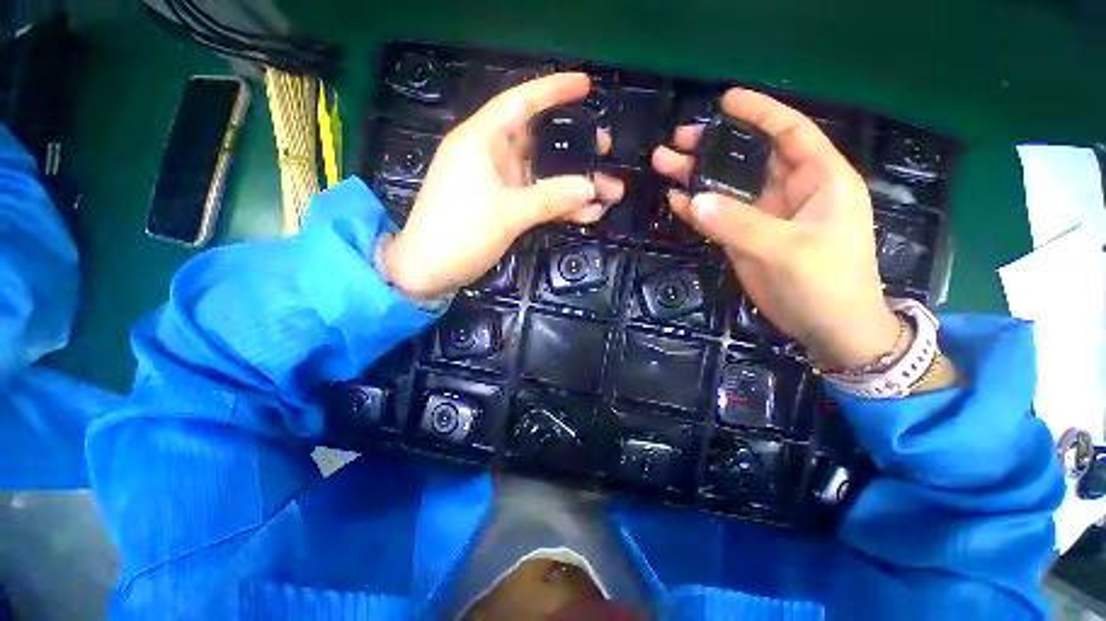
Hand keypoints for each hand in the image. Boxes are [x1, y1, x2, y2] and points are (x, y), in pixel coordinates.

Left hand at [383, 73, 623, 298]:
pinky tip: (586, 213)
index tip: (586, 86)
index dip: (554, 91)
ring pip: (542, 175)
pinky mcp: (503, 207)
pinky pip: (537, 199)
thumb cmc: (459, 234)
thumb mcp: (508, 214)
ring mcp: (498, 184)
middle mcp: (490, 156)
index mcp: (481, 141)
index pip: (520, 103)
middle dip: (573, 145)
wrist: (429, 272)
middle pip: (538, 141)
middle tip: (605, 149)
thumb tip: (592, 187)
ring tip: (608, 191)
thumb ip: (552, 198)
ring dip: (573, 184)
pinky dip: (559, 206)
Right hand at [652, 89, 897, 367]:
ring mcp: (765, 217)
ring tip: (664, 165)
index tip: (725, 101)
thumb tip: (694, 200)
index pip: (789, 132)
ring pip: (728, 189)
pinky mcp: (746, 239)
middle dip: (714, 147)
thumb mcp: (786, 250)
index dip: (760, 112)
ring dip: (697, 177)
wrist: (828, 329)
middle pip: (748, 159)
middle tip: (677, 141)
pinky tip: (675, 201)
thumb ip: (739, 224)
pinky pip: (718, 218)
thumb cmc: (826, 283)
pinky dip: (697, 210)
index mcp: (819, 179)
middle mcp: (790, 191)